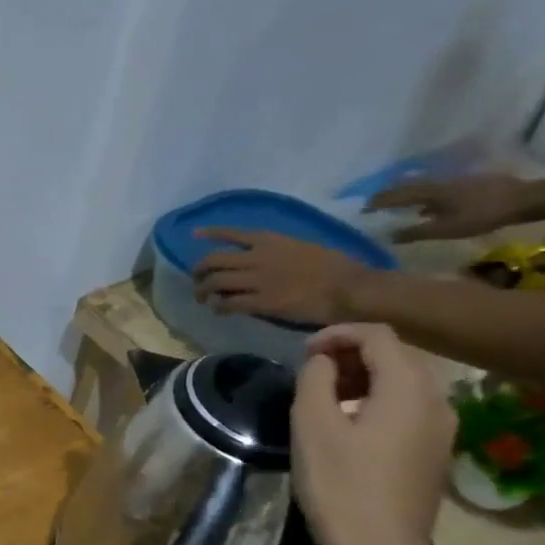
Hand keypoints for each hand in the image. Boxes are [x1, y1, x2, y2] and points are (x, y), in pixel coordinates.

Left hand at [191, 229, 368, 324]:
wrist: (349, 287)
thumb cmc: (336, 266)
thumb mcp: (303, 247)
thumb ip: (279, 251)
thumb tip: (263, 259)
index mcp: (270, 240)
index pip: (232, 233)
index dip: (211, 233)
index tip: (195, 234)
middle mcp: (257, 257)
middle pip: (213, 260)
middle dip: (199, 271)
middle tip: (197, 281)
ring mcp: (257, 279)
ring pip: (215, 282)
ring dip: (203, 291)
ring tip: (203, 299)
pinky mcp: (260, 301)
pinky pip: (228, 303)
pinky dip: (219, 306)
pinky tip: (219, 310)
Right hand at [291, 325, 454, 544]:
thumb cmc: (340, 482)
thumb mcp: (312, 423)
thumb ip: (316, 378)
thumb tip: (324, 362)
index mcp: (409, 387)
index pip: (378, 336)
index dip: (338, 334)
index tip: (304, 351)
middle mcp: (437, 399)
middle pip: (398, 354)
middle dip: (353, 352)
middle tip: (312, 369)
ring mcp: (442, 427)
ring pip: (405, 381)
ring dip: (365, 376)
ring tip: (326, 394)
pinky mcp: (435, 450)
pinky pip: (409, 406)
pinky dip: (378, 398)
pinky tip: (349, 422)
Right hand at [364, 172, 528, 241]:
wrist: (524, 199)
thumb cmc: (482, 215)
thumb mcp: (447, 229)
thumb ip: (417, 232)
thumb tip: (389, 235)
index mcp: (429, 192)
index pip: (396, 195)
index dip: (378, 202)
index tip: (362, 208)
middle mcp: (437, 184)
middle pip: (407, 187)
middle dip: (389, 195)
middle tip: (375, 203)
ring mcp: (453, 183)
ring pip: (422, 188)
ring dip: (406, 195)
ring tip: (396, 204)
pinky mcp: (466, 186)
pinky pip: (435, 191)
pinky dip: (424, 198)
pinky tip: (427, 207)